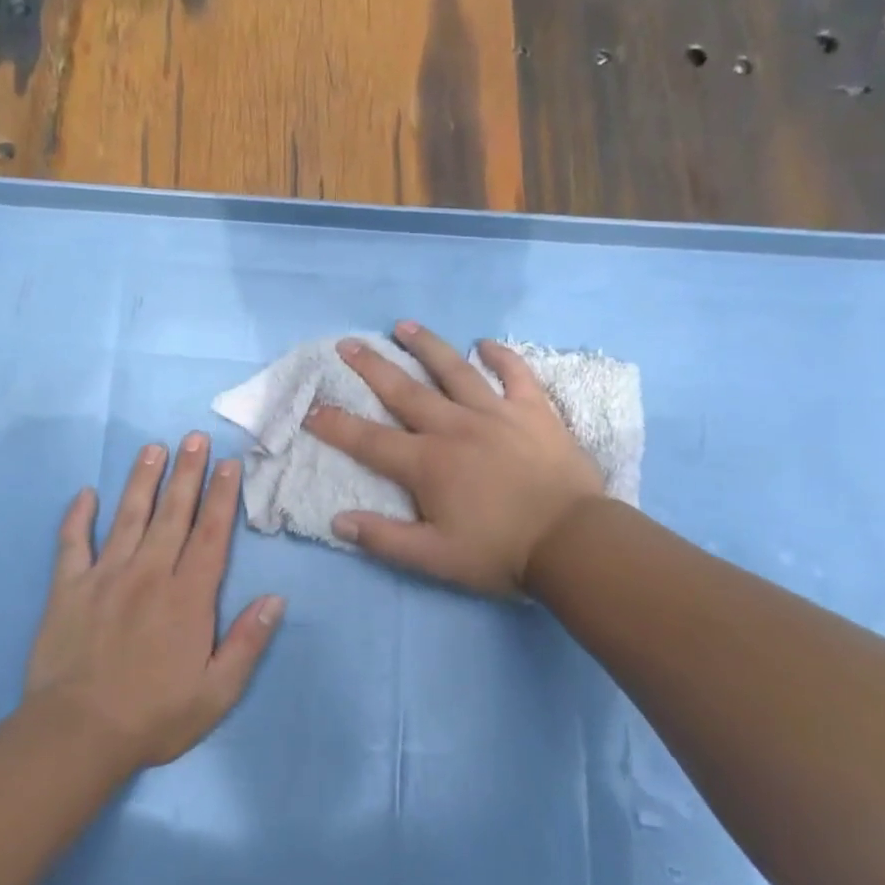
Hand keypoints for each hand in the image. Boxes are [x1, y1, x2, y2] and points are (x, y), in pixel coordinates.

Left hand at [22, 435, 284, 770]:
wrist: (77, 734)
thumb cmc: (154, 716)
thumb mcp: (216, 693)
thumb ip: (247, 643)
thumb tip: (276, 599)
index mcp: (188, 597)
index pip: (211, 535)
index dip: (222, 497)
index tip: (229, 464)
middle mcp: (149, 574)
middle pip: (172, 514)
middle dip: (187, 473)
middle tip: (195, 438)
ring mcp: (105, 577)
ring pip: (127, 517)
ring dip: (142, 480)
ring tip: (153, 448)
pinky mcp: (67, 588)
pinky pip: (72, 543)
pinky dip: (77, 516)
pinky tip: (85, 494)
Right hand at [304, 322, 608, 596]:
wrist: (573, 542)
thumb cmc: (500, 552)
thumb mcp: (434, 558)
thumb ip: (384, 538)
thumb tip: (338, 521)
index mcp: (427, 464)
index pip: (369, 441)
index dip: (335, 425)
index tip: (310, 408)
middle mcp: (455, 428)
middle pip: (405, 392)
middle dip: (371, 368)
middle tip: (348, 345)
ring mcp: (496, 414)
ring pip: (454, 370)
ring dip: (427, 346)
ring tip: (404, 326)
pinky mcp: (534, 412)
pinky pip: (516, 374)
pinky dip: (501, 357)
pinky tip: (486, 344)